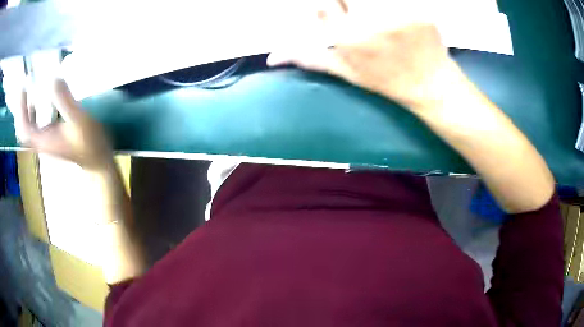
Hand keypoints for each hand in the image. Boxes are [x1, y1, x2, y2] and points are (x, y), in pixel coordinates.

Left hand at [14, 79, 112, 171]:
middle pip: (22, 130)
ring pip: (27, 128)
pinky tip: (36, 102)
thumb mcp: (78, 120)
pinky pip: (34, 126)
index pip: (24, 128)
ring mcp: (45, 140)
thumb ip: (65, 101)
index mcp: (44, 140)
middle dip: (20, 109)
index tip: (24, 86)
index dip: (20, 109)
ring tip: (28, 91)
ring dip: (24, 111)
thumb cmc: (89, 143)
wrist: (96, 160)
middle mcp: (41, 141)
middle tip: (24, 86)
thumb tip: (53, 78)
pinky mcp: (50, 137)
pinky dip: (31, 113)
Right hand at [267, 0, 462, 113]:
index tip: (338, 13)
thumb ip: (309, 58)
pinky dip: (395, 3)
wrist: (430, 85)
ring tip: (376, 17)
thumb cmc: (386, 80)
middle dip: (347, 4)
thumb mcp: (345, 71)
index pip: (321, 4)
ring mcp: (397, 16)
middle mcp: (368, 24)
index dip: (328, 6)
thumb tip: (272, 58)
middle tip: (359, 14)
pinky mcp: (418, 11)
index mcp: (347, 39)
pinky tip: (393, 14)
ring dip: (368, 5)